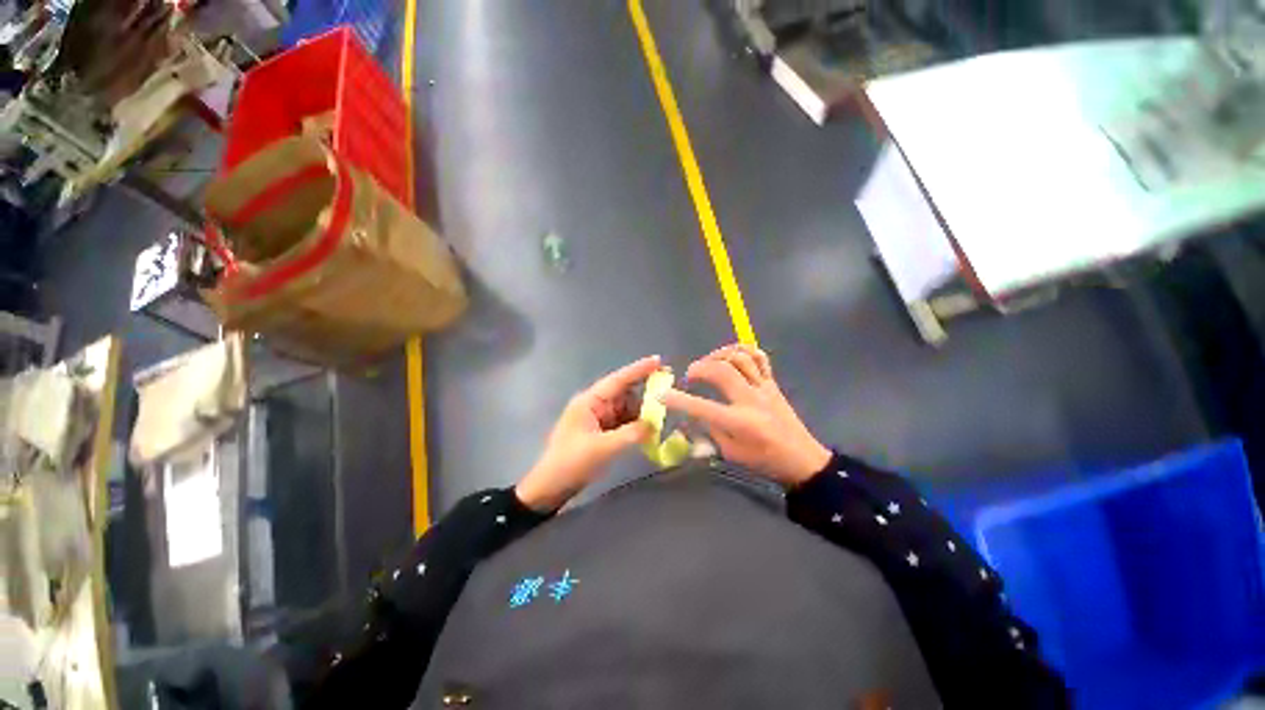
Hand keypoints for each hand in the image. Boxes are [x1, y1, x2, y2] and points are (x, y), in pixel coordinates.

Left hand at [515, 356, 659, 510]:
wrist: (551, 486)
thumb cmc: (571, 462)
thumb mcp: (602, 448)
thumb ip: (630, 434)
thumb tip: (655, 425)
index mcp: (590, 401)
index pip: (617, 380)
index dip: (638, 369)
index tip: (659, 360)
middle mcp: (595, 405)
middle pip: (625, 393)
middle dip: (646, 395)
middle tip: (670, 395)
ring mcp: (599, 418)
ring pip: (627, 409)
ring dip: (642, 414)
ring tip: (662, 419)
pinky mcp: (602, 431)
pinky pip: (624, 422)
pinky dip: (636, 426)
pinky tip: (649, 432)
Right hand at [663, 344, 830, 487]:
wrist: (802, 459)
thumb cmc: (764, 461)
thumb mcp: (731, 453)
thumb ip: (709, 430)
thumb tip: (691, 415)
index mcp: (740, 422)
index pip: (702, 407)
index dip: (678, 400)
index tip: (661, 394)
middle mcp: (752, 400)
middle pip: (722, 370)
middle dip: (699, 368)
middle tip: (690, 375)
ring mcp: (764, 387)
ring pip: (740, 357)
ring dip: (718, 356)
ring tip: (709, 364)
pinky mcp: (772, 382)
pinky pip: (759, 357)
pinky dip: (743, 350)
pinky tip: (731, 355)